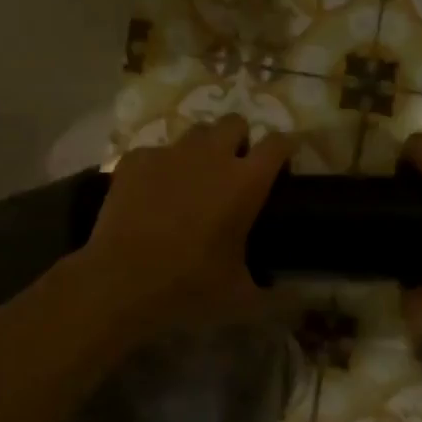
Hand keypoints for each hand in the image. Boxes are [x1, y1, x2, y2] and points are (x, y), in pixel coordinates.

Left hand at [81, 116, 292, 326]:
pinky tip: (152, 193)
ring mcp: (170, 153)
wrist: (119, 282)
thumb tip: (301, 299)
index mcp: (245, 182)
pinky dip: (159, 167)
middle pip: (235, 123)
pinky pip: (156, 151)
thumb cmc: (188, 286)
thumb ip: (277, 295)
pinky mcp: (136, 159)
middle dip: (239, 140)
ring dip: (202, 148)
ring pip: (196, 131)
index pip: (278, 143)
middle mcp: (211, 155)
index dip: (285, 149)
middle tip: (233, 171)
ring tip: (193, 178)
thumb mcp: (241, 298)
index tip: (282, 165)